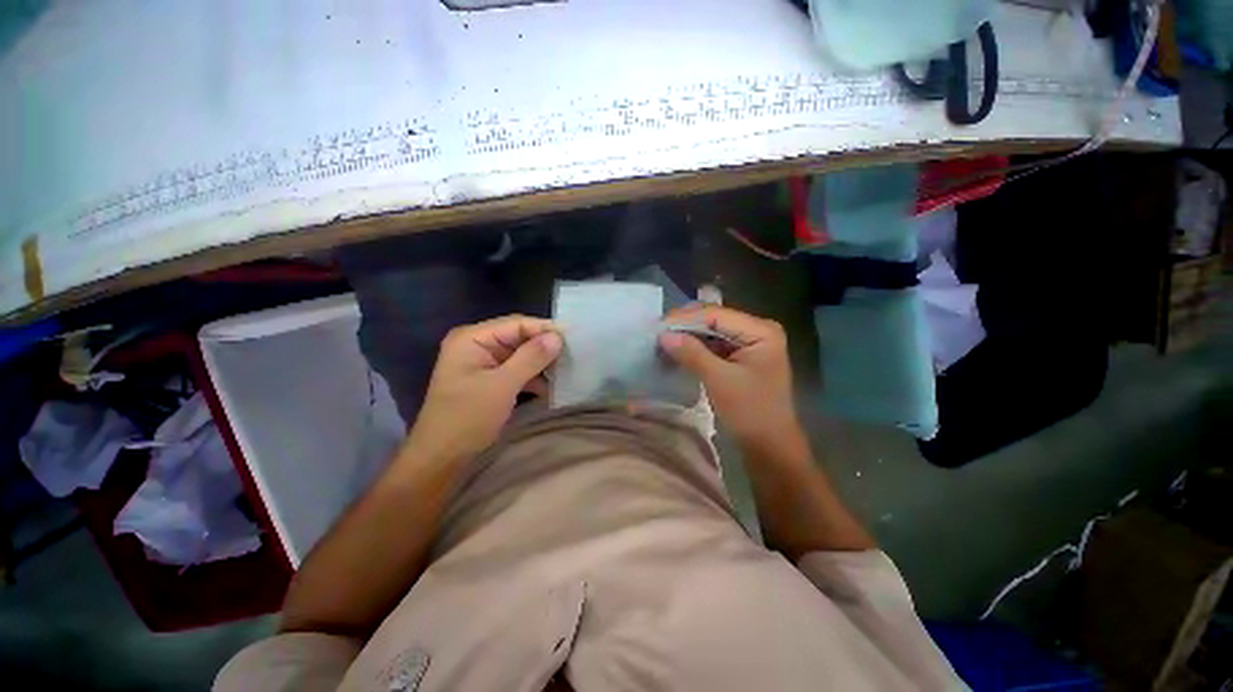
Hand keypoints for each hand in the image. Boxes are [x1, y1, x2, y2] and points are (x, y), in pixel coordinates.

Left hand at [403, 315, 561, 463]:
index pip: (516, 323)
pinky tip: (551, 385)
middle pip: (519, 337)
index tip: (574, 338)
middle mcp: (477, 344)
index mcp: (472, 338)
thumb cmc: (467, 418)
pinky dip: (533, 376)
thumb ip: (531, 358)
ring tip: (567, 369)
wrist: (442, 457)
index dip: (545, 329)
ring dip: (542, 363)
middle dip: (545, 346)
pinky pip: (517, 369)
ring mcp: (483, 362)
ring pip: (521, 354)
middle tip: (574, 354)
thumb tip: (558, 336)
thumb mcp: (502, 386)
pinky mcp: (490, 379)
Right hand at [659, 305, 798, 446]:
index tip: (657, 325)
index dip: (685, 318)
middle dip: (685, 326)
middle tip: (657, 332)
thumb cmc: (750, 411)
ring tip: (662, 341)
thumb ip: (692, 353)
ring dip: (687, 337)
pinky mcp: (740, 357)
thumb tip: (663, 335)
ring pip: (711, 332)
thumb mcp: (719, 380)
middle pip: (714, 319)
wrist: (770, 445)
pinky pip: (713, 345)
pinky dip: (695, 348)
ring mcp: (749, 343)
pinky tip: (676, 351)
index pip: (716, 314)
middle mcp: (756, 330)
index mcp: (761, 330)